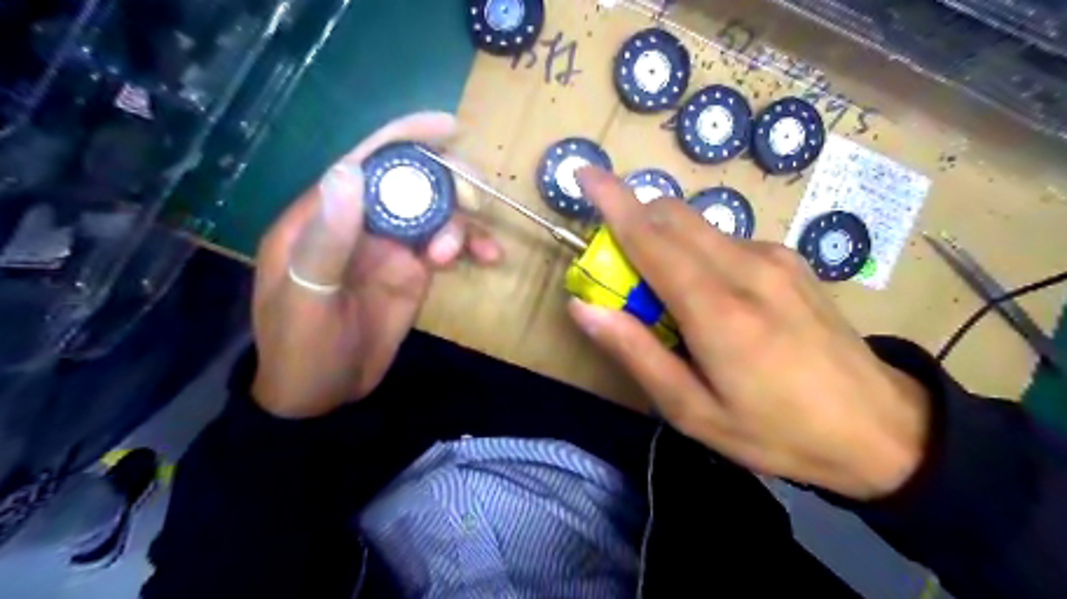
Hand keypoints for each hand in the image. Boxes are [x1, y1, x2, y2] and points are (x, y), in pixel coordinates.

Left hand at [254, 113, 502, 419]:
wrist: (322, 395)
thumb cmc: (300, 348)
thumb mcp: (307, 295)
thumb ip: (328, 237)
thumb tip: (350, 170)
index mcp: (327, 215)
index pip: (367, 161)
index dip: (406, 137)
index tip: (450, 129)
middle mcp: (363, 222)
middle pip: (412, 182)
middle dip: (448, 184)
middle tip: (474, 203)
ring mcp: (393, 247)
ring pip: (437, 213)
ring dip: (462, 222)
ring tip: (464, 253)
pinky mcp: (414, 271)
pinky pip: (449, 245)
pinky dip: (470, 245)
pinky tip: (488, 257)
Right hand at [572, 168, 931, 501]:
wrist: (881, 429)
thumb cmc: (776, 431)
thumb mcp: (693, 410)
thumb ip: (636, 353)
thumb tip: (584, 307)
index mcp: (718, 311)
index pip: (651, 238)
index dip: (612, 202)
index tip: (584, 172)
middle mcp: (747, 267)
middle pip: (673, 215)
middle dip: (634, 221)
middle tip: (620, 271)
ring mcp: (775, 258)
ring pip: (698, 225)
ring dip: (665, 241)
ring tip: (668, 298)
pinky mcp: (791, 260)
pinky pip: (725, 240)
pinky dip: (697, 253)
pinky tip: (713, 298)